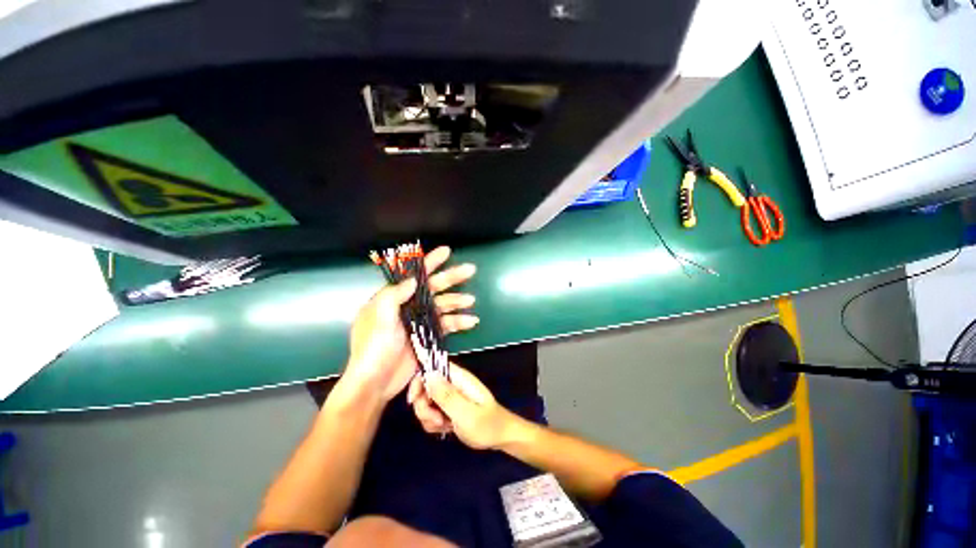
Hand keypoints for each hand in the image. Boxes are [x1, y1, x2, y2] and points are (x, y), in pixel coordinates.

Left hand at [344, 247, 477, 402]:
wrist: (375, 383)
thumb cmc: (373, 347)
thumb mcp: (378, 317)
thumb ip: (395, 295)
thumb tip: (415, 279)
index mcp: (394, 298)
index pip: (415, 275)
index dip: (431, 262)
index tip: (446, 251)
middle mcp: (409, 306)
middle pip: (434, 287)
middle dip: (452, 278)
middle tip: (471, 270)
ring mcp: (420, 321)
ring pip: (443, 305)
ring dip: (458, 301)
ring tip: (471, 300)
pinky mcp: (428, 336)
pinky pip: (447, 324)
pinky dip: (459, 322)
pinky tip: (471, 321)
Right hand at [407, 363, 521, 449]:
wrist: (499, 438)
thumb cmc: (487, 424)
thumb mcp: (466, 413)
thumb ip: (446, 395)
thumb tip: (429, 373)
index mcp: (458, 378)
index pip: (432, 367)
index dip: (420, 380)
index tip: (414, 400)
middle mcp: (452, 384)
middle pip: (425, 387)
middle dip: (424, 406)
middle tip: (437, 420)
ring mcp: (450, 396)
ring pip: (426, 402)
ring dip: (429, 418)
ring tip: (445, 426)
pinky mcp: (448, 408)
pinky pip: (431, 413)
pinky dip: (434, 423)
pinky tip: (446, 429)